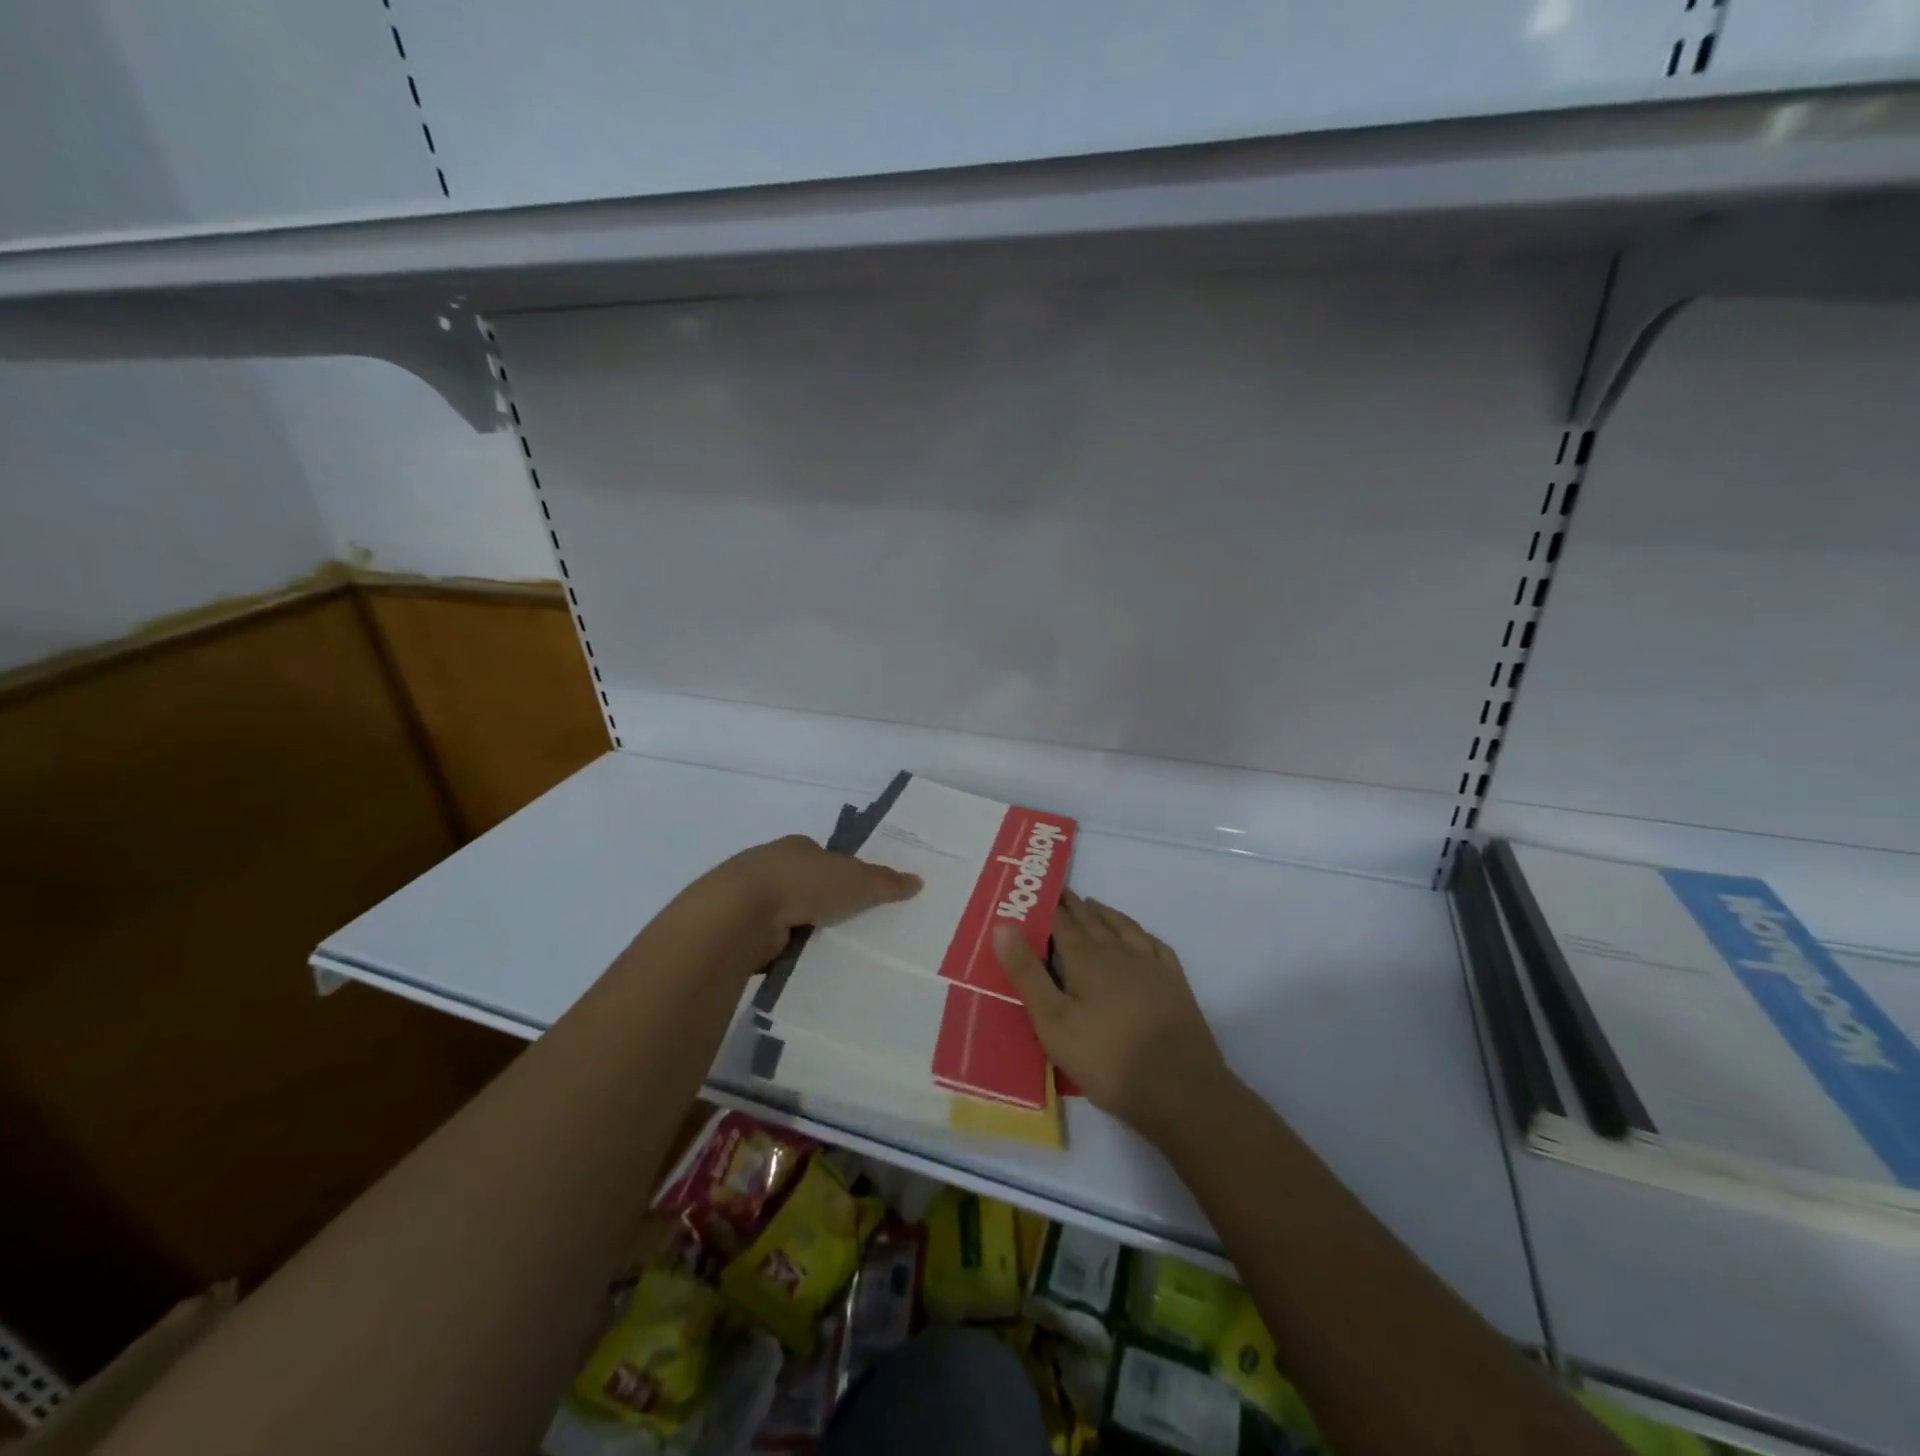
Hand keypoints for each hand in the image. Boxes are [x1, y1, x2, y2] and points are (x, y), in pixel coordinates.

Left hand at [699, 834, 921, 967]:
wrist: (741, 914)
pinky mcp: (741, 931)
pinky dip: (788, 953)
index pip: (827, 859)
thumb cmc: (803, 883)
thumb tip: (918, 881)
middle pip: (808, 886)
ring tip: (836, 954)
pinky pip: (774, 943)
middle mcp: (773, 867)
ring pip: (790, 916)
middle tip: (856, 930)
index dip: (845, 875)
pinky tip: (806, 967)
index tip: (863, 898)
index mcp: (799, 847)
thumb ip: (886, 882)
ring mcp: (753, 900)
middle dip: (826, 905)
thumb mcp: (856, 880)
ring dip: (806, 931)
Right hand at [994, 892, 1234, 1145]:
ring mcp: (1151, 965)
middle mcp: (1118, 952)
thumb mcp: (1053, 1022)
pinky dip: (1140, 933)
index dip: (1048, 906)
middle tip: (1060, 891)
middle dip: (1073, 906)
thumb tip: (1003, 926)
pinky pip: (1154, 945)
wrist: (1181, 1089)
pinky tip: (1139, 936)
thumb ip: (1027, 973)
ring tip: (1092, 905)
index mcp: (1086, 959)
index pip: (1061, 923)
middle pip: (1091, 920)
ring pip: (1123, 927)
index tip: (1037, 890)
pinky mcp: (1174, 984)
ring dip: (1104, 914)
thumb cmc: (1107, 1059)